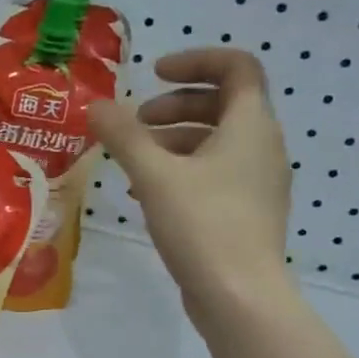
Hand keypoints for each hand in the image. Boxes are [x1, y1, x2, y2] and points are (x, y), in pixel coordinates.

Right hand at [88, 48, 294, 333]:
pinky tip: (145, 195)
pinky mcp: (246, 213)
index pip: (237, 67)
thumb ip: (123, 136)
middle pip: (222, 104)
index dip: (196, 60)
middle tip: (136, 122)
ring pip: (215, 143)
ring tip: (132, 163)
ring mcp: (257, 183)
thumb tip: (96, 105)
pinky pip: (214, 175)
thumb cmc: (202, 224)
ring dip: (172, 141)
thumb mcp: (154, 175)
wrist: (240, 297)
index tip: (154, 74)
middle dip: (175, 105)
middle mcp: (262, 147)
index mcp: (250, 126)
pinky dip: (181, 172)